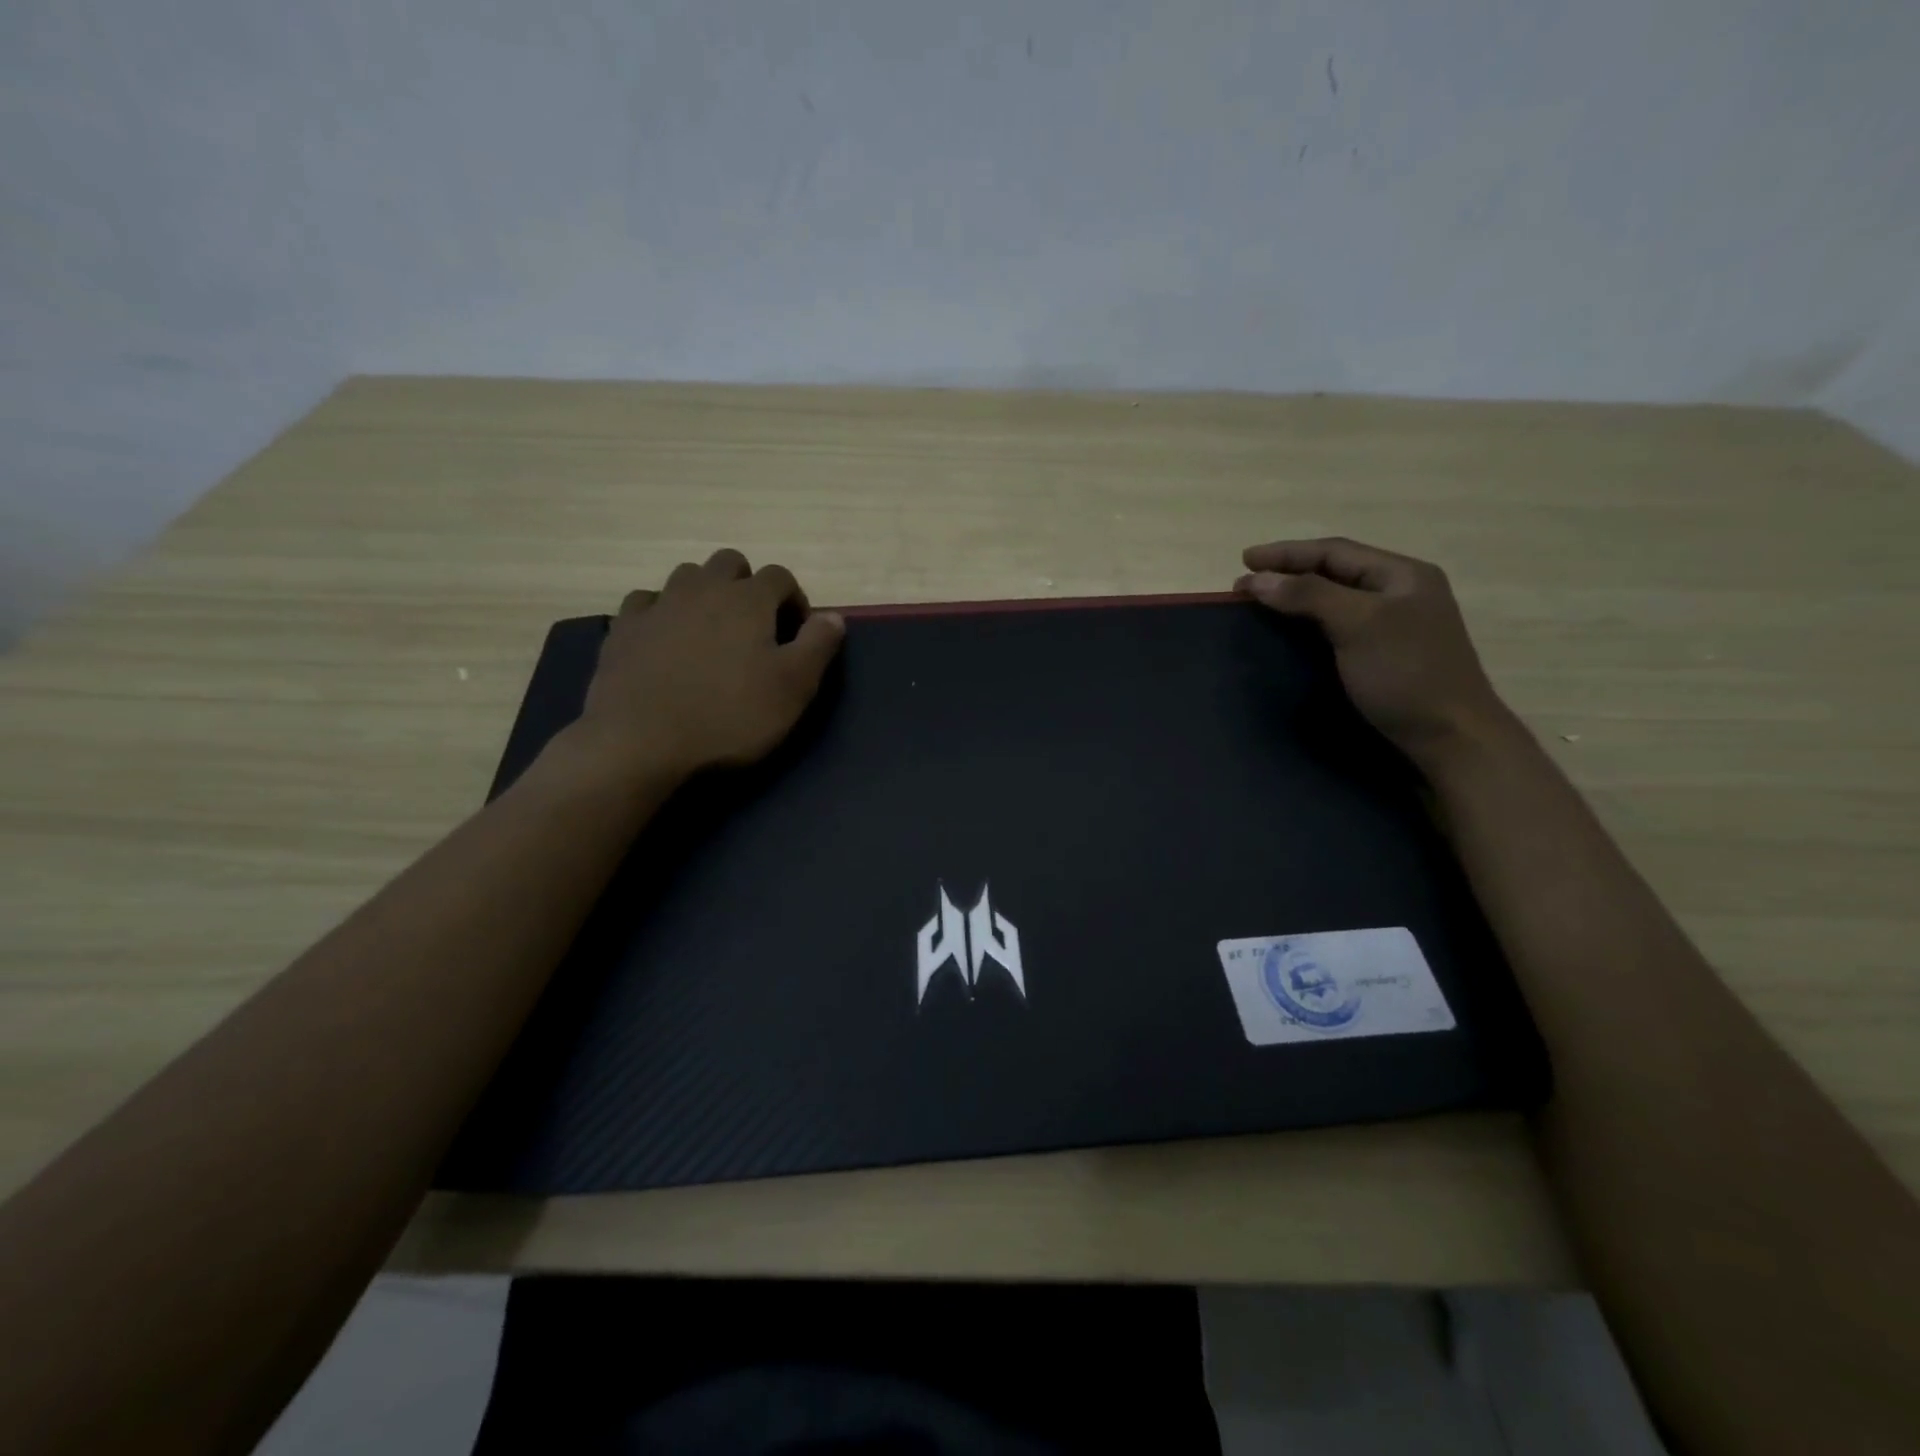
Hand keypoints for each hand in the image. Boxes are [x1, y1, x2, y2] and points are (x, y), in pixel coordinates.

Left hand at [567, 549, 844, 782]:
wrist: (641, 742)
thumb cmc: (729, 716)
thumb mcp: (793, 687)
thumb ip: (818, 645)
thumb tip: (835, 616)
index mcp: (748, 599)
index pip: (780, 576)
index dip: (794, 600)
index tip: (796, 633)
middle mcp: (703, 588)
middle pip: (730, 563)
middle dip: (747, 585)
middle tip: (754, 626)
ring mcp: (658, 605)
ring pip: (687, 576)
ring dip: (705, 593)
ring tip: (711, 631)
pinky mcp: (624, 628)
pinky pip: (646, 602)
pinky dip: (662, 611)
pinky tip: (666, 638)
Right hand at [1235, 537, 1514, 765]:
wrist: (1448, 738)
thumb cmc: (1406, 674)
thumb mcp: (1358, 624)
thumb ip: (1308, 595)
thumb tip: (1257, 579)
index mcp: (1402, 575)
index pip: (1335, 552)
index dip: (1287, 553)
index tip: (1243, 561)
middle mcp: (1399, 595)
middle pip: (1334, 573)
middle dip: (1288, 574)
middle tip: (1245, 587)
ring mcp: (1392, 628)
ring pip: (1334, 602)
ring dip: (1295, 600)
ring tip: (1260, 606)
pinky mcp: (1382, 658)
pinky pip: (1336, 629)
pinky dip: (1307, 626)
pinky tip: (1288, 635)